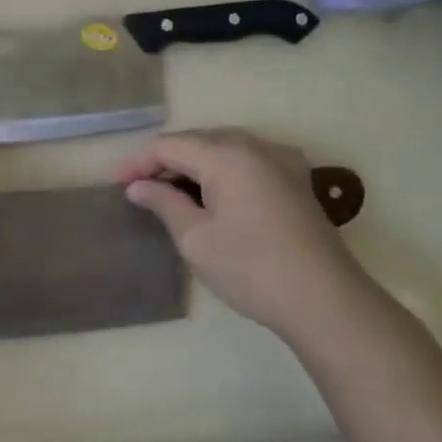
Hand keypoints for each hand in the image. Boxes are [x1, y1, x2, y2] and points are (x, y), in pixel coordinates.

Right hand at [115, 130, 374, 340]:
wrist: (325, 301)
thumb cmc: (251, 269)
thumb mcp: (196, 238)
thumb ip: (163, 203)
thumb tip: (138, 187)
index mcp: (227, 155)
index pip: (169, 145)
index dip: (138, 162)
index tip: (116, 185)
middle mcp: (255, 146)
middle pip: (197, 140)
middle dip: (164, 161)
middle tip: (138, 189)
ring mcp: (281, 160)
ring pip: (223, 148)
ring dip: (192, 165)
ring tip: (167, 192)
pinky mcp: (296, 179)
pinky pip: (246, 161)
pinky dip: (220, 171)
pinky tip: (209, 194)